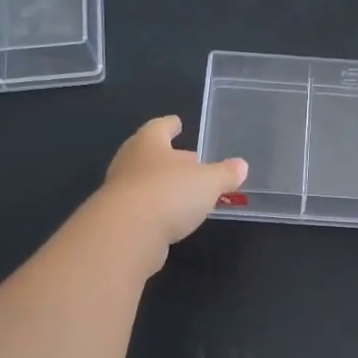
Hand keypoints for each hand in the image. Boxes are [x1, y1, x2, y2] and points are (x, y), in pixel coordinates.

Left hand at [100, 116, 246, 249]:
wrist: (126, 234)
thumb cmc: (169, 193)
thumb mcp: (208, 182)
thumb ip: (224, 174)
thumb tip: (241, 166)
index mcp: (149, 143)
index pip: (159, 127)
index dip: (170, 125)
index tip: (177, 123)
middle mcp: (129, 162)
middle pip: (149, 154)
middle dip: (169, 158)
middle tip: (190, 160)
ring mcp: (119, 192)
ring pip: (144, 182)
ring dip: (163, 185)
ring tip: (185, 192)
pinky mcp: (117, 221)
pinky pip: (141, 209)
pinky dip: (156, 210)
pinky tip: (171, 218)